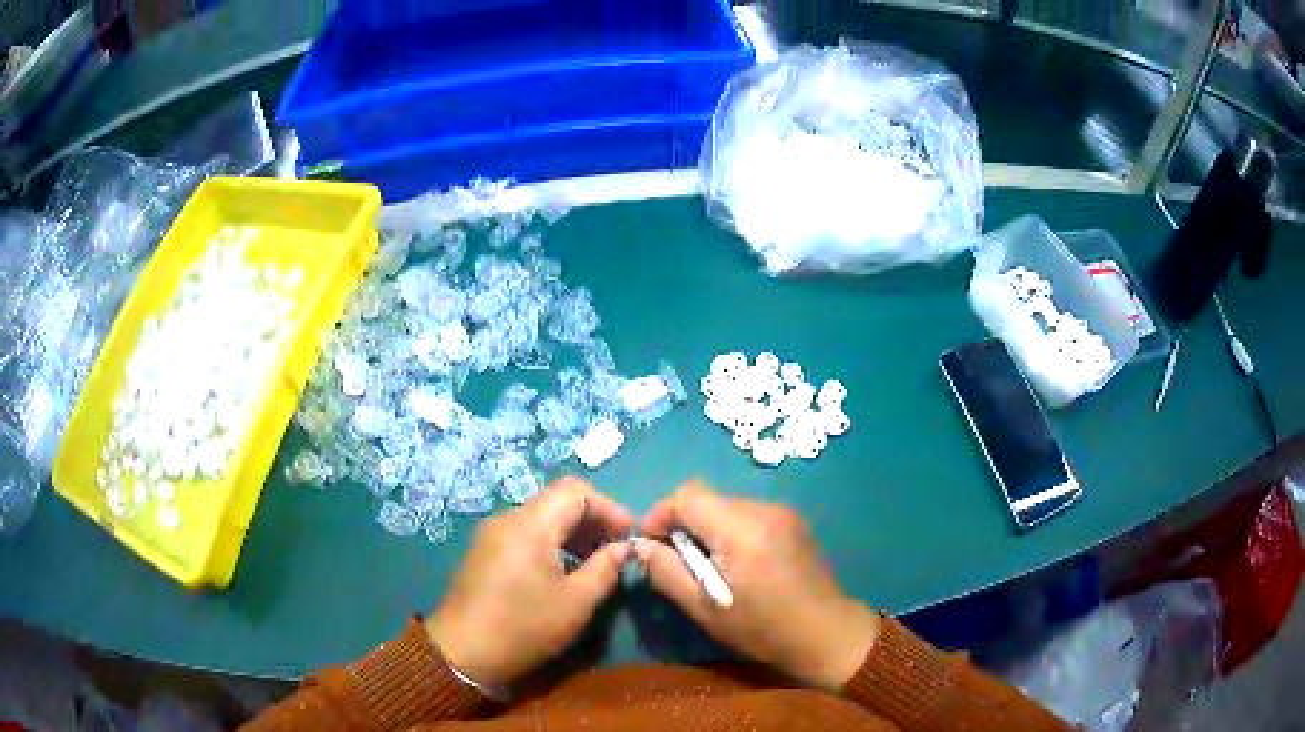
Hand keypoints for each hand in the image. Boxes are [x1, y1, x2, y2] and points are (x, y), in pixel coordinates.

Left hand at [425, 477, 632, 687]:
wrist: (462, 651)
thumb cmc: (524, 626)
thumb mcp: (575, 602)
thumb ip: (605, 569)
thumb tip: (623, 548)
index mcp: (530, 524)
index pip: (576, 491)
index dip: (609, 508)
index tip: (629, 536)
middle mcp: (508, 518)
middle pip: (557, 500)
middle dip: (592, 520)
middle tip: (616, 550)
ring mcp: (492, 534)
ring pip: (541, 517)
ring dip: (572, 532)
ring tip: (595, 563)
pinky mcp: (485, 551)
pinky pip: (525, 533)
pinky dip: (551, 543)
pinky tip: (563, 571)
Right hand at [637, 481, 879, 689]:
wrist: (827, 633)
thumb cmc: (763, 628)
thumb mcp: (706, 609)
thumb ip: (667, 573)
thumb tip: (642, 547)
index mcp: (741, 529)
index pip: (687, 495)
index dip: (660, 514)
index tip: (650, 545)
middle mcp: (764, 509)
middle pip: (707, 499)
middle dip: (683, 524)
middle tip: (676, 562)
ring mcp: (782, 512)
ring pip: (726, 506)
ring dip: (707, 528)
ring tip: (707, 567)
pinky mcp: (793, 521)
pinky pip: (748, 515)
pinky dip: (730, 531)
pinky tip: (736, 564)